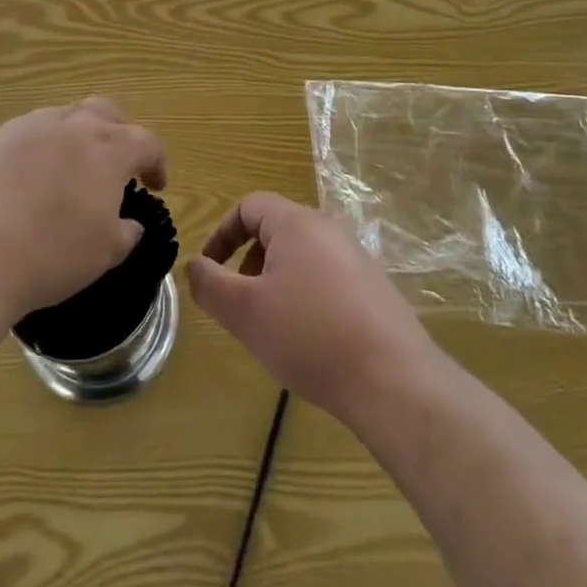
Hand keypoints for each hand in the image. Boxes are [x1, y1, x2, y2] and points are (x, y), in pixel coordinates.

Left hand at [0, 99, 167, 321]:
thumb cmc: (52, 254)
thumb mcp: (105, 253)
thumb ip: (126, 233)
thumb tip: (129, 224)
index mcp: (108, 147)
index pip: (146, 141)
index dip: (156, 162)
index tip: (156, 185)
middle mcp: (70, 125)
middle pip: (104, 111)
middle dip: (117, 133)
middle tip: (115, 165)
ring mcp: (26, 127)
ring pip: (61, 118)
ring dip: (73, 139)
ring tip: (67, 173)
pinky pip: (23, 138)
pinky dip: (35, 154)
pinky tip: (24, 186)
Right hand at [187, 192, 434, 420]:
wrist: (392, 379)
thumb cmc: (308, 335)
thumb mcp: (244, 311)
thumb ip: (209, 283)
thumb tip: (194, 265)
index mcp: (296, 222)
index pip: (248, 206)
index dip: (221, 234)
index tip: (209, 270)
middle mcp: (329, 228)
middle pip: (276, 230)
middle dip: (249, 262)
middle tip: (240, 304)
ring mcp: (357, 256)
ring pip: (302, 256)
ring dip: (277, 282)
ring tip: (273, 326)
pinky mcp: (376, 287)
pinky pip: (328, 278)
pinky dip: (307, 297)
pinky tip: (310, 341)